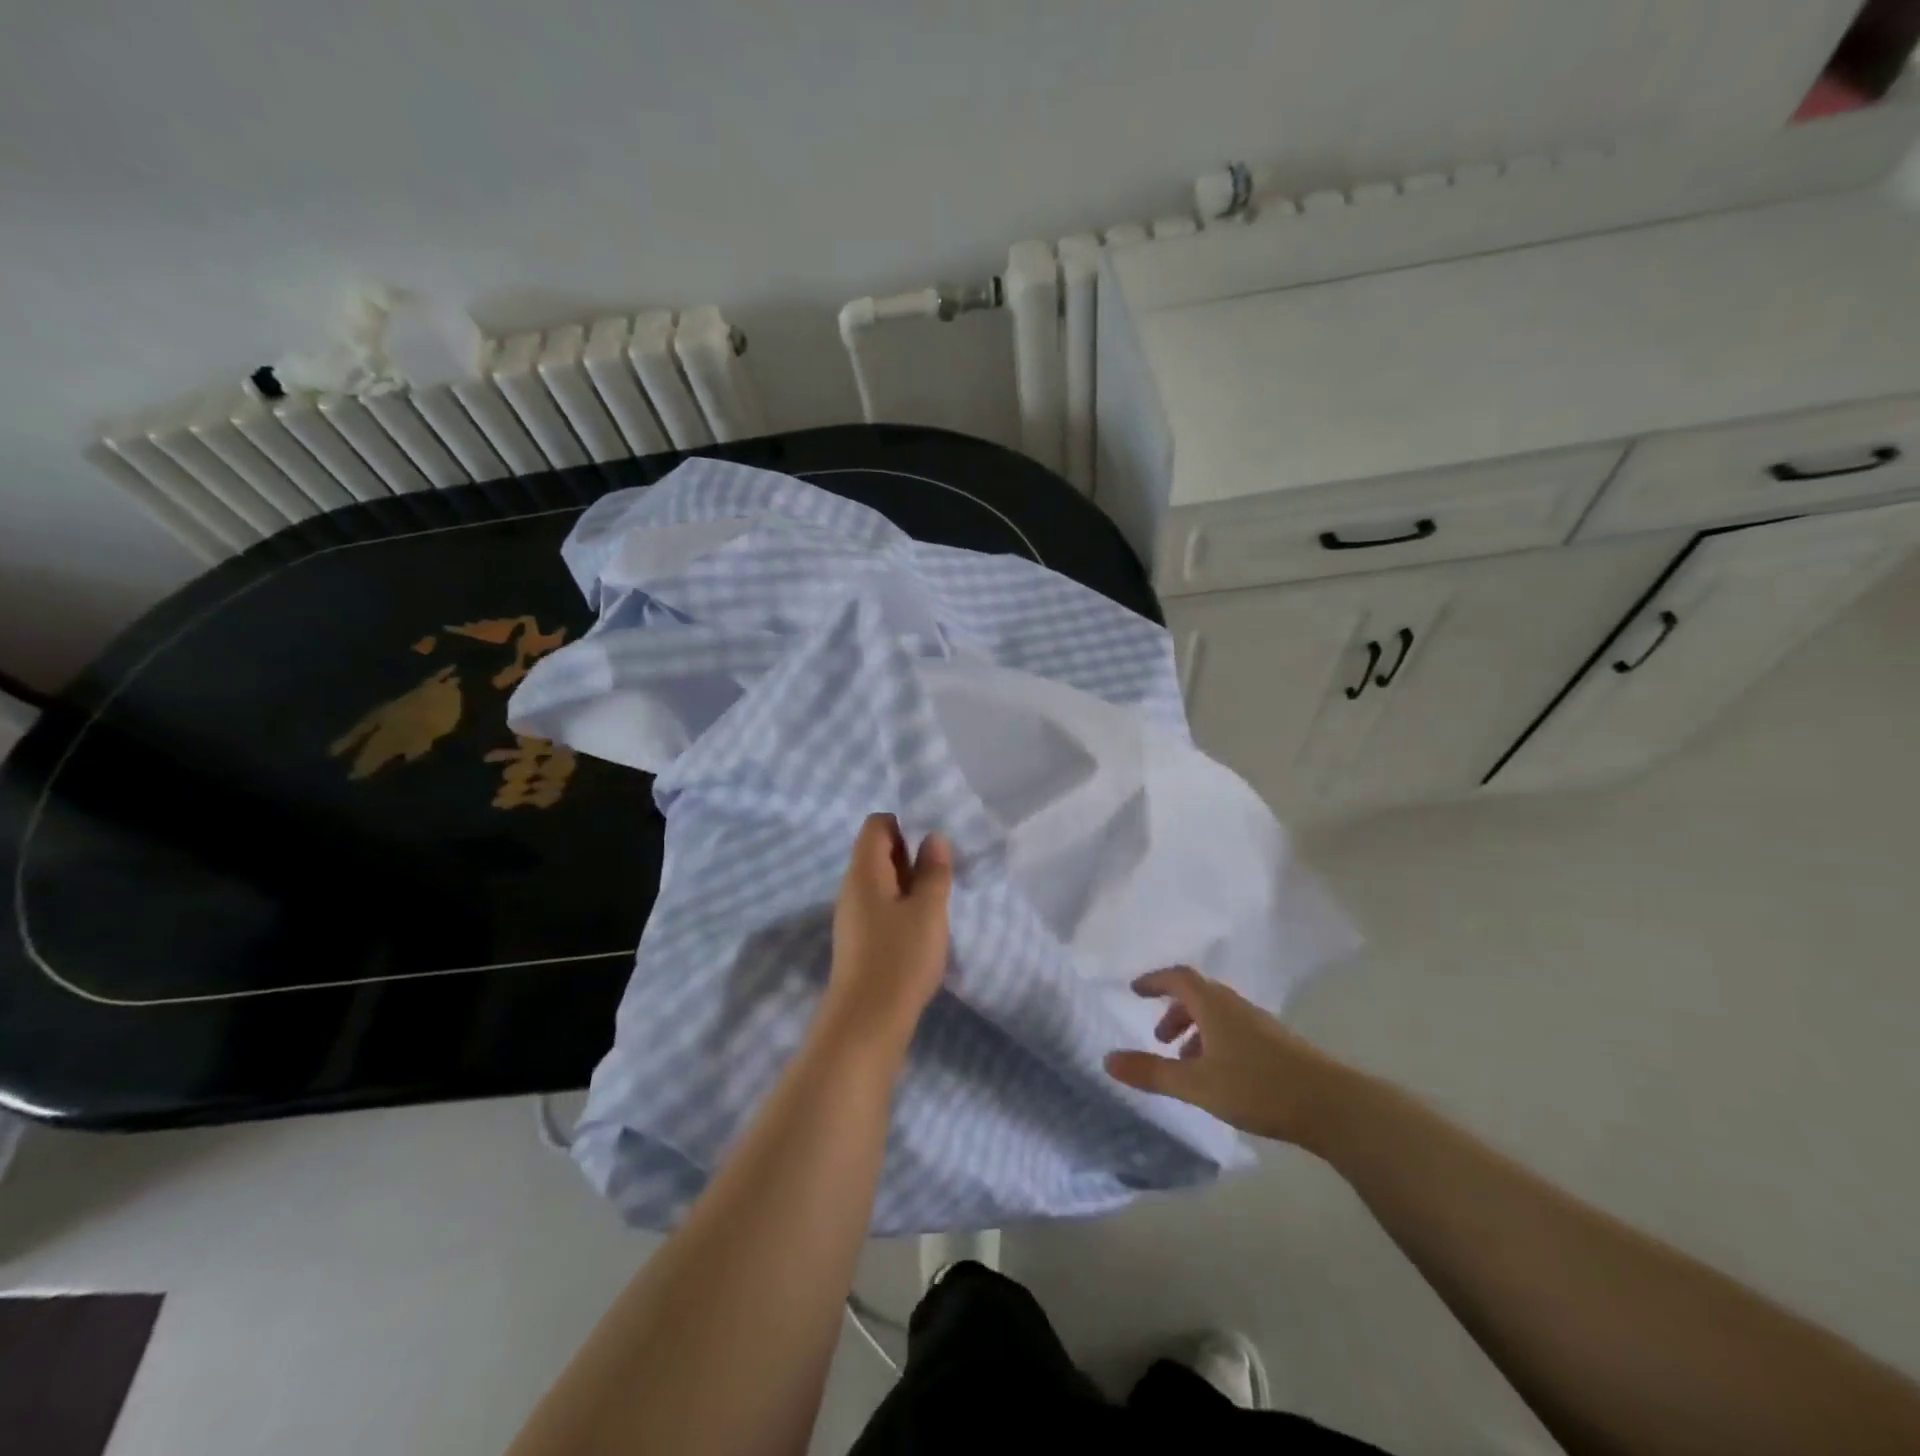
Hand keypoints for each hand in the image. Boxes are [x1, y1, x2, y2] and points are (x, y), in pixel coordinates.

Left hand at [819, 813, 953, 1054]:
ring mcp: (852, 915)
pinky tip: (922, 930)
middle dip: (911, 856)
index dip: (905, 826)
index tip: (932, 849)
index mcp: (864, 871)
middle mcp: (852, 887)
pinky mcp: (858, 940)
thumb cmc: (900, 957)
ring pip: (882, 882)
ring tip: (936, 904)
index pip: (877, 824)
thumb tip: (933, 838)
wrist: (867, 1022)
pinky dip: (902, 908)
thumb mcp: (928, 910)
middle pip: (878, 851)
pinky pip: (880, 907)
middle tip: (941, 877)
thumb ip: (933, 870)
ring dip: (910, 885)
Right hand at [1104, 965, 1356, 1147]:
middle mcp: (1236, 1007)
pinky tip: (1218, 1077)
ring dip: (1195, 1030)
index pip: (1179, 978)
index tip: (1135, 990)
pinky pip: (1234, 1031)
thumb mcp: (1196, 1084)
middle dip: (1174, 1011)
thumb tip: (1107, 1060)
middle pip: (1198, 995)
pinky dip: (1215, 1043)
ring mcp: (1260, 1025)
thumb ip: (1151, 1073)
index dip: (1155, 980)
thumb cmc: (1258, 1087)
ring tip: (1184, 1064)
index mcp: (1214, 1005)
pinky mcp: (1277, 1046)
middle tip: (1158, 1038)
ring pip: (1218, 1016)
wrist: (1332, 1105)